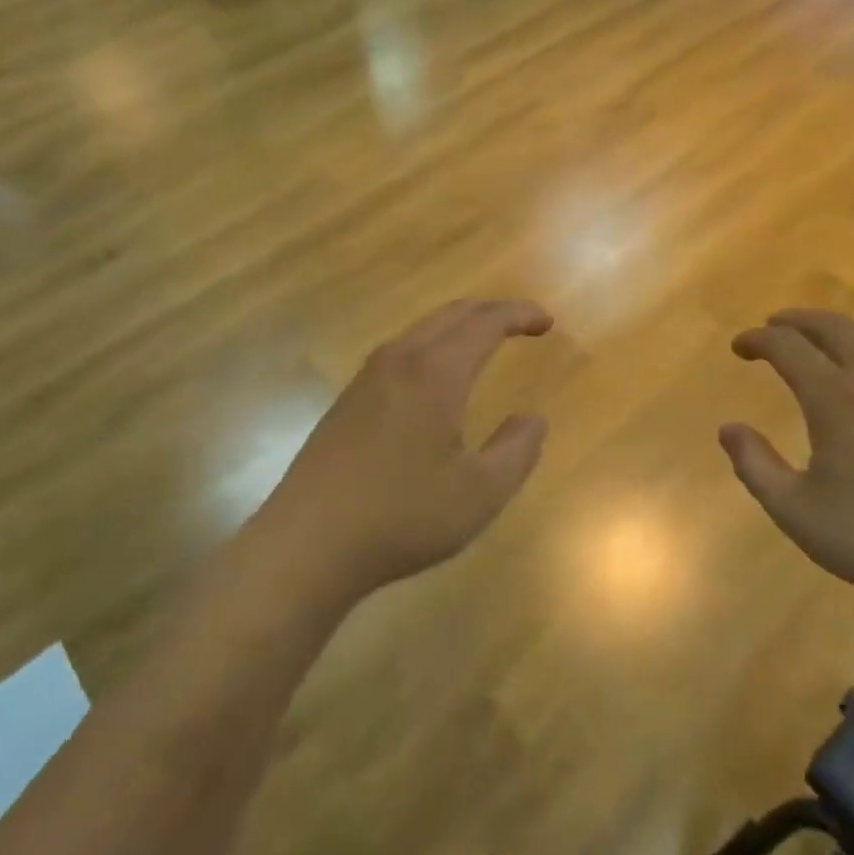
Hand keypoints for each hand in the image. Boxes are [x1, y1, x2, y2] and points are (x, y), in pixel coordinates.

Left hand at [260, 299, 553, 592]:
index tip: (545, 322)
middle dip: (490, 311)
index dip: (518, 314)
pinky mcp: (347, 400)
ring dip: (458, 327)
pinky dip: (432, 347)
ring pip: (421, 330)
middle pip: (451, 315)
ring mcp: (366, 378)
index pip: (484, 323)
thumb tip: (533, 419)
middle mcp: (399, 361)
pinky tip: (434, 379)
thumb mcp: (479, 493)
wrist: (307, 543)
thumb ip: (517, 451)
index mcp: (435, 373)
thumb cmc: (402, 516)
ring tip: (483, 343)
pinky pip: (400, 353)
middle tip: (521, 324)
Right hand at [720, 310, 853, 611]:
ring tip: (812, 351)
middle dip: (799, 320)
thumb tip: (728, 429)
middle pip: (835, 328)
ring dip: (834, 337)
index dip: (758, 339)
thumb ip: (754, 465)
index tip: (738, 347)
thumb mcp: (794, 510)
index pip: (788, 346)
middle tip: (773, 326)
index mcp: (835, 400)